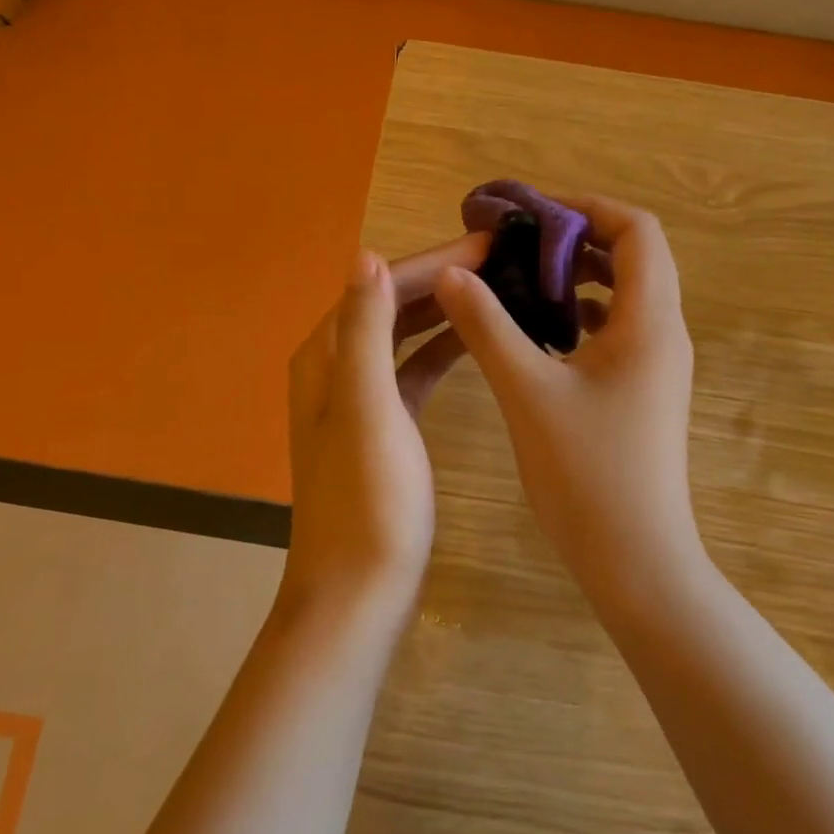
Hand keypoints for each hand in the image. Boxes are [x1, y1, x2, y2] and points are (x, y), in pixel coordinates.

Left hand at [279, 235, 489, 620]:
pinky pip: (415, 369)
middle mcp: (337, 367)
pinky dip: (444, 349)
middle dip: (444, 277)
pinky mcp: (386, 425)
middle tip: (506, 259)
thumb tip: (367, 256)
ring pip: (406, 334)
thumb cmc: (368, 501)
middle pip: (393, 304)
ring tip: (500, 288)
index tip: (491, 242)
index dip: (434, 259)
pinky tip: (478, 340)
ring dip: (446, 309)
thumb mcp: (367, 408)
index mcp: (326, 355)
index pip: (381, 285)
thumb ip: (364, 331)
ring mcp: (361, 398)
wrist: (358, 592)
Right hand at [434, 194, 703, 604]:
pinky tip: (540, 334)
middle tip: (517, 244)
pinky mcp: (646, 391)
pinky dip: (583, 316)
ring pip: (626, 295)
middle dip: (576, 240)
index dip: (587, 209)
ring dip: (579, 278)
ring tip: (522, 282)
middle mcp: (664, 333)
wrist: (635, 559)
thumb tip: (453, 273)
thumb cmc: (585, 473)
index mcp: (649, 321)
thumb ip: (487, 326)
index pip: (637, 230)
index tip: (531, 214)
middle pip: (634, 257)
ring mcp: (659, 365)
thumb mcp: (527, 391)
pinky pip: (619, 331)